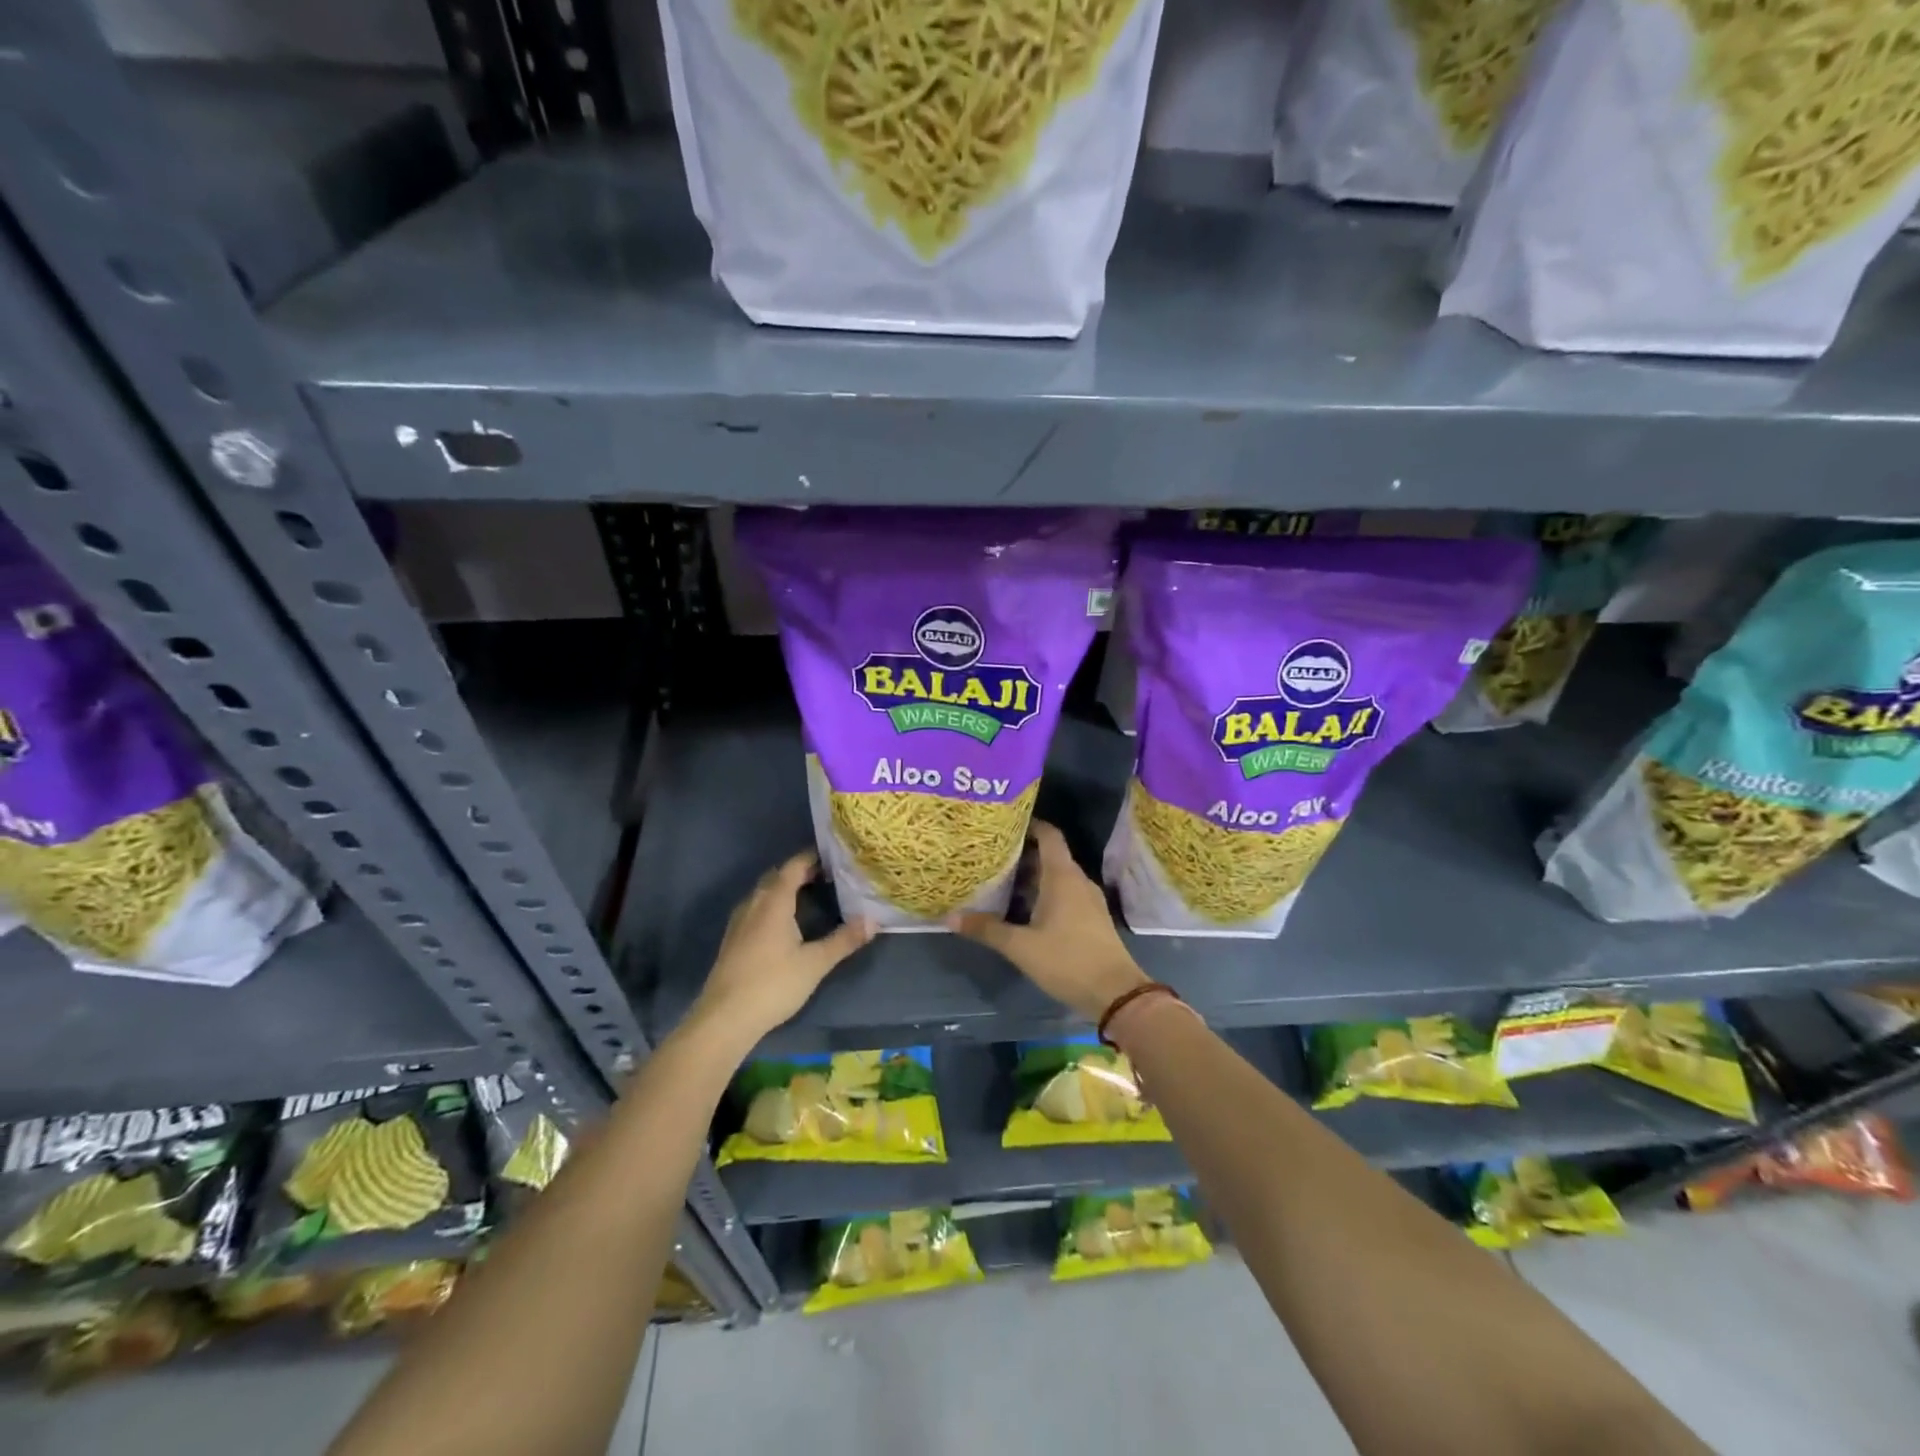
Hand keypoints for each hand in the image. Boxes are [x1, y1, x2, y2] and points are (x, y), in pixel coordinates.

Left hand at [693, 852, 872, 1042]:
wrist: (724, 1018)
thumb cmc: (773, 984)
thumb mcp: (815, 963)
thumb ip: (844, 940)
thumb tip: (874, 920)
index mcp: (774, 902)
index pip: (793, 867)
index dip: (811, 857)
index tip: (833, 857)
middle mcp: (754, 904)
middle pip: (776, 877)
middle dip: (799, 871)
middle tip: (826, 875)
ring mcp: (739, 922)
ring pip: (763, 893)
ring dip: (783, 888)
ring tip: (808, 895)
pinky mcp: (732, 939)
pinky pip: (755, 908)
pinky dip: (772, 905)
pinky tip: (783, 923)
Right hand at [949, 820, 1146, 1022]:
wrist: (1115, 993)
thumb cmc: (1067, 960)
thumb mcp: (1021, 946)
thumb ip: (986, 929)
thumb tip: (949, 918)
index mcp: (1062, 876)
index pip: (1049, 835)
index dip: (1029, 824)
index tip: (1005, 823)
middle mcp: (1077, 880)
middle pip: (1050, 855)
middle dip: (1023, 852)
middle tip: (992, 854)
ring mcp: (1088, 899)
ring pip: (1058, 876)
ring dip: (1033, 875)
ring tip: (1002, 879)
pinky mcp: (1092, 917)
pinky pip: (1066, 893)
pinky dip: (1045, 892)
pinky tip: (1024, 907)